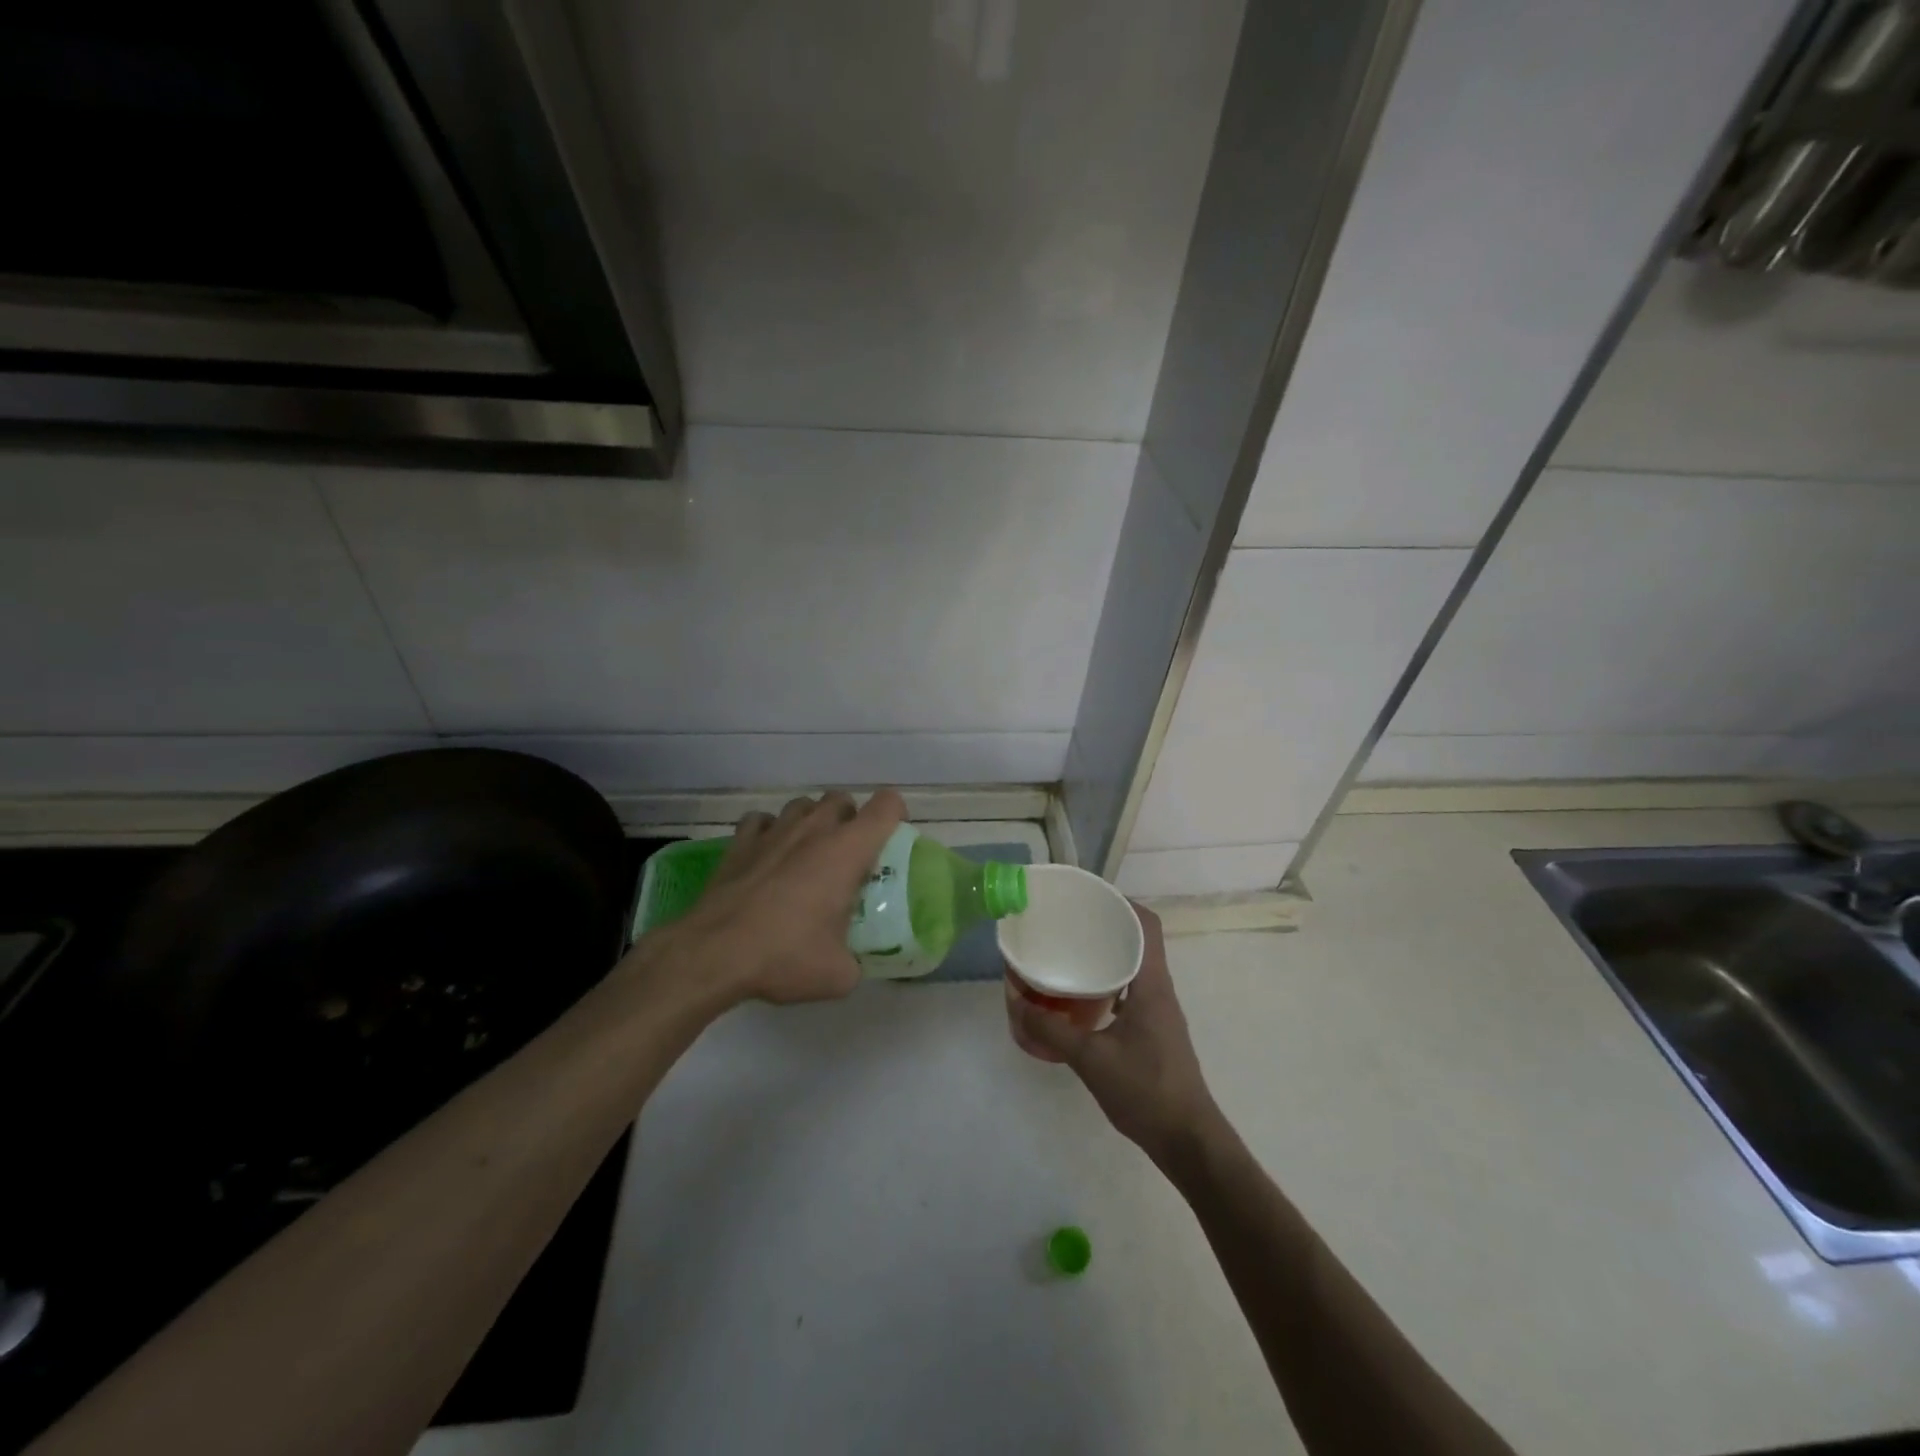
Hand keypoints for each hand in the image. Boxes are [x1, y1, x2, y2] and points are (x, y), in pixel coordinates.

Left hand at [639, 790, 905, 1007]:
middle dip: (850, 819)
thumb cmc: (785, 956)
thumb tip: (853, 965)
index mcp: (847, 850)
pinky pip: (762, 821)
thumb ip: (855, 963)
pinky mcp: (740, 842)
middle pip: (841, 798)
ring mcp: (773, 831)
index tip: (890, 841)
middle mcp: (813, 829)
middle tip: (848, 856)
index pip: (886, 805)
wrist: (713, 954)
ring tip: (807, 854)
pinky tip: (767, 855)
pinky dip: (769, 831)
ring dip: (811, 822)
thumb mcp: (838, 975)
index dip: (895, 815)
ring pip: (802, 805)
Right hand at [1010, 904, 1219, 1167]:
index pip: (1147, 925)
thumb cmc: (1145, 1091)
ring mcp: (1160, 1011)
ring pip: (1135, 966)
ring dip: (1108, 954)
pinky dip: (1109, 982)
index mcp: (1153, 985)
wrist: (1188, 1140)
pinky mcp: (1155, 1031)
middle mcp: (1160, 990)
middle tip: (1069, 921)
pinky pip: (1132, 990)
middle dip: (1107, 925)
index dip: (1122, 903)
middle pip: (1139, 940)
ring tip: (1070, 952)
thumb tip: (1016, 1001)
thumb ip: (1052, 1030)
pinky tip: (1081, 995)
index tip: (1089, 897)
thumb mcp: (1090, 1060)